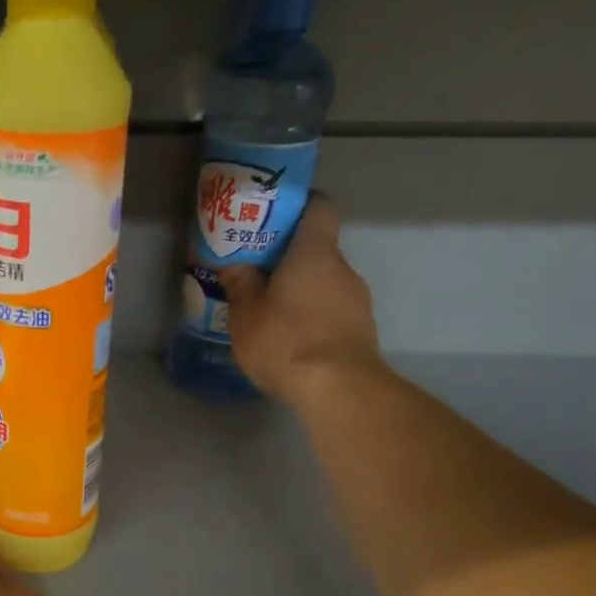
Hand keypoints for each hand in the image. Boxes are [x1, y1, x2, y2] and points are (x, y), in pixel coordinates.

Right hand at [219, 194, 379, 402]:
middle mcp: (343, 267)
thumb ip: (240, 284)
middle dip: (289, 259)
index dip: (298, 208)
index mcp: (314, 252)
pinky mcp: (361, 329)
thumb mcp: (245, 314)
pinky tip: (292, 339)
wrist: (337, 388)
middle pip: (317, 250)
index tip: (272, 220)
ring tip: (272, 313)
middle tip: (258, 275)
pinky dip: (313, 317)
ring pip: (324, 283)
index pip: (318, 208)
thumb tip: (235, 263)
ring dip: (301, 292)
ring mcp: (357, 299)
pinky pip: (332, 311)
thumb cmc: (286, 340)